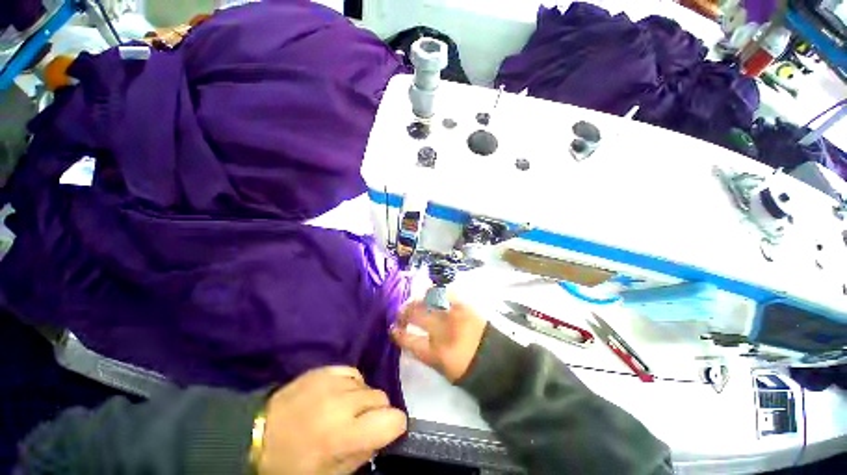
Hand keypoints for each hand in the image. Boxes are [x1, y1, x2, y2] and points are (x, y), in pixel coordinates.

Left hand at [258, 366, 406, 474]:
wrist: (256, 435)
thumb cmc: (292, 464)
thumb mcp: (329, 474)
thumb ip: (361, 455)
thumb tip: (381, 435)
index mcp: (344, 435)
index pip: (392, 420)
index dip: (394, 426)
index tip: (386, 431)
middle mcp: (343, 403)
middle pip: (381, 397)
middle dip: (376, 412)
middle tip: (359, 424)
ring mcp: (333, 382)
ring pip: (368, 385)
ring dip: (362, 398)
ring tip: (344, 410)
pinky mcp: (324, 370)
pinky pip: (353, 373)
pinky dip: (351, 384)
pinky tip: (338, 395)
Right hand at [391, 299, 487, 381]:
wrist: (495, 359)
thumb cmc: (466, 367)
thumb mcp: (440, 366)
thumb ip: (421, 349)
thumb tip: (406, 335)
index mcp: (436, 352)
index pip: (409, 339)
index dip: (398, 333)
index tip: (392, 329)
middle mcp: (443, 330)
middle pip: (416, 314)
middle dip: (403, 312)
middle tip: (401, 314)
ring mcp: (454, 315)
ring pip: (428, 300)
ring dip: (417, 300)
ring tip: (414, 302)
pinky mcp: (465, 305)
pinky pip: (446, 292)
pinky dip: (436, 292)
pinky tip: (431, 293)